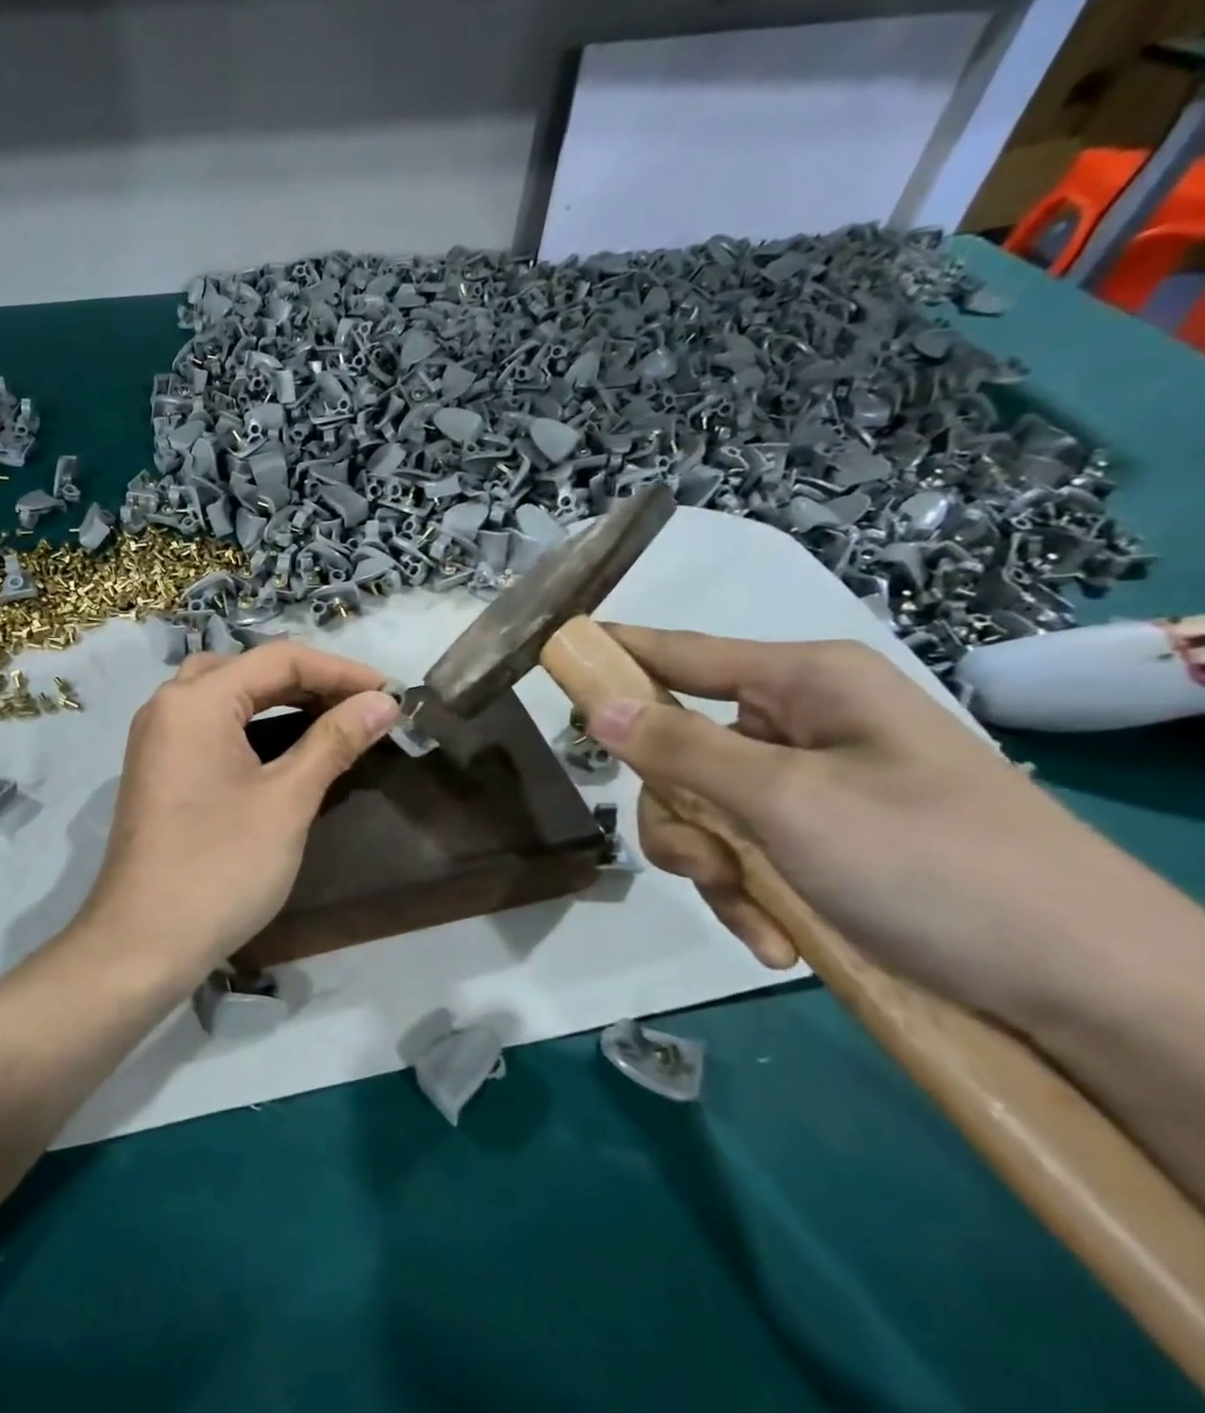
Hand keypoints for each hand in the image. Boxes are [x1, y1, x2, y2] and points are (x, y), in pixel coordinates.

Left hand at [81, 642, 399, 970]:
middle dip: (310, 681)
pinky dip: (251, 724)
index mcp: (195, 700)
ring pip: (226, 696)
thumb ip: (335, 741)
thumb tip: (383, 702)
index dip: (340, 671)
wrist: (142, 943)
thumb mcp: (287, 801)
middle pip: (249, 670)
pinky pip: (210, 726)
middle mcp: (168, 705)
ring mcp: (157, 738)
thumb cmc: (220, 867)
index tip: (390, 693)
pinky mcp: (157, 769)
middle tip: (362, 706)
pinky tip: (283, 746)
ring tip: (331, 718)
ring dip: (279, 700)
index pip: (279, 659)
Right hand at [586, 626, 1158, 1024]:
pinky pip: (742, 854)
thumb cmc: (936, 867)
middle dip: (681, 816)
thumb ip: (681, 751)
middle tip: (707, 864)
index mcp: (804, 684)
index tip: (550, 654)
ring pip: (702, 811)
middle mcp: (803, 724)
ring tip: (757, 918)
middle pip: (678, 748)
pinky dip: (747, 898)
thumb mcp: (791, 804)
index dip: (614, 654)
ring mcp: (813, 786)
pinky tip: (778, 941)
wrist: (1093, 994)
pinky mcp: (823, 842)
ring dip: (713, 870)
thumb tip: (597, 706)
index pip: (679, 651)